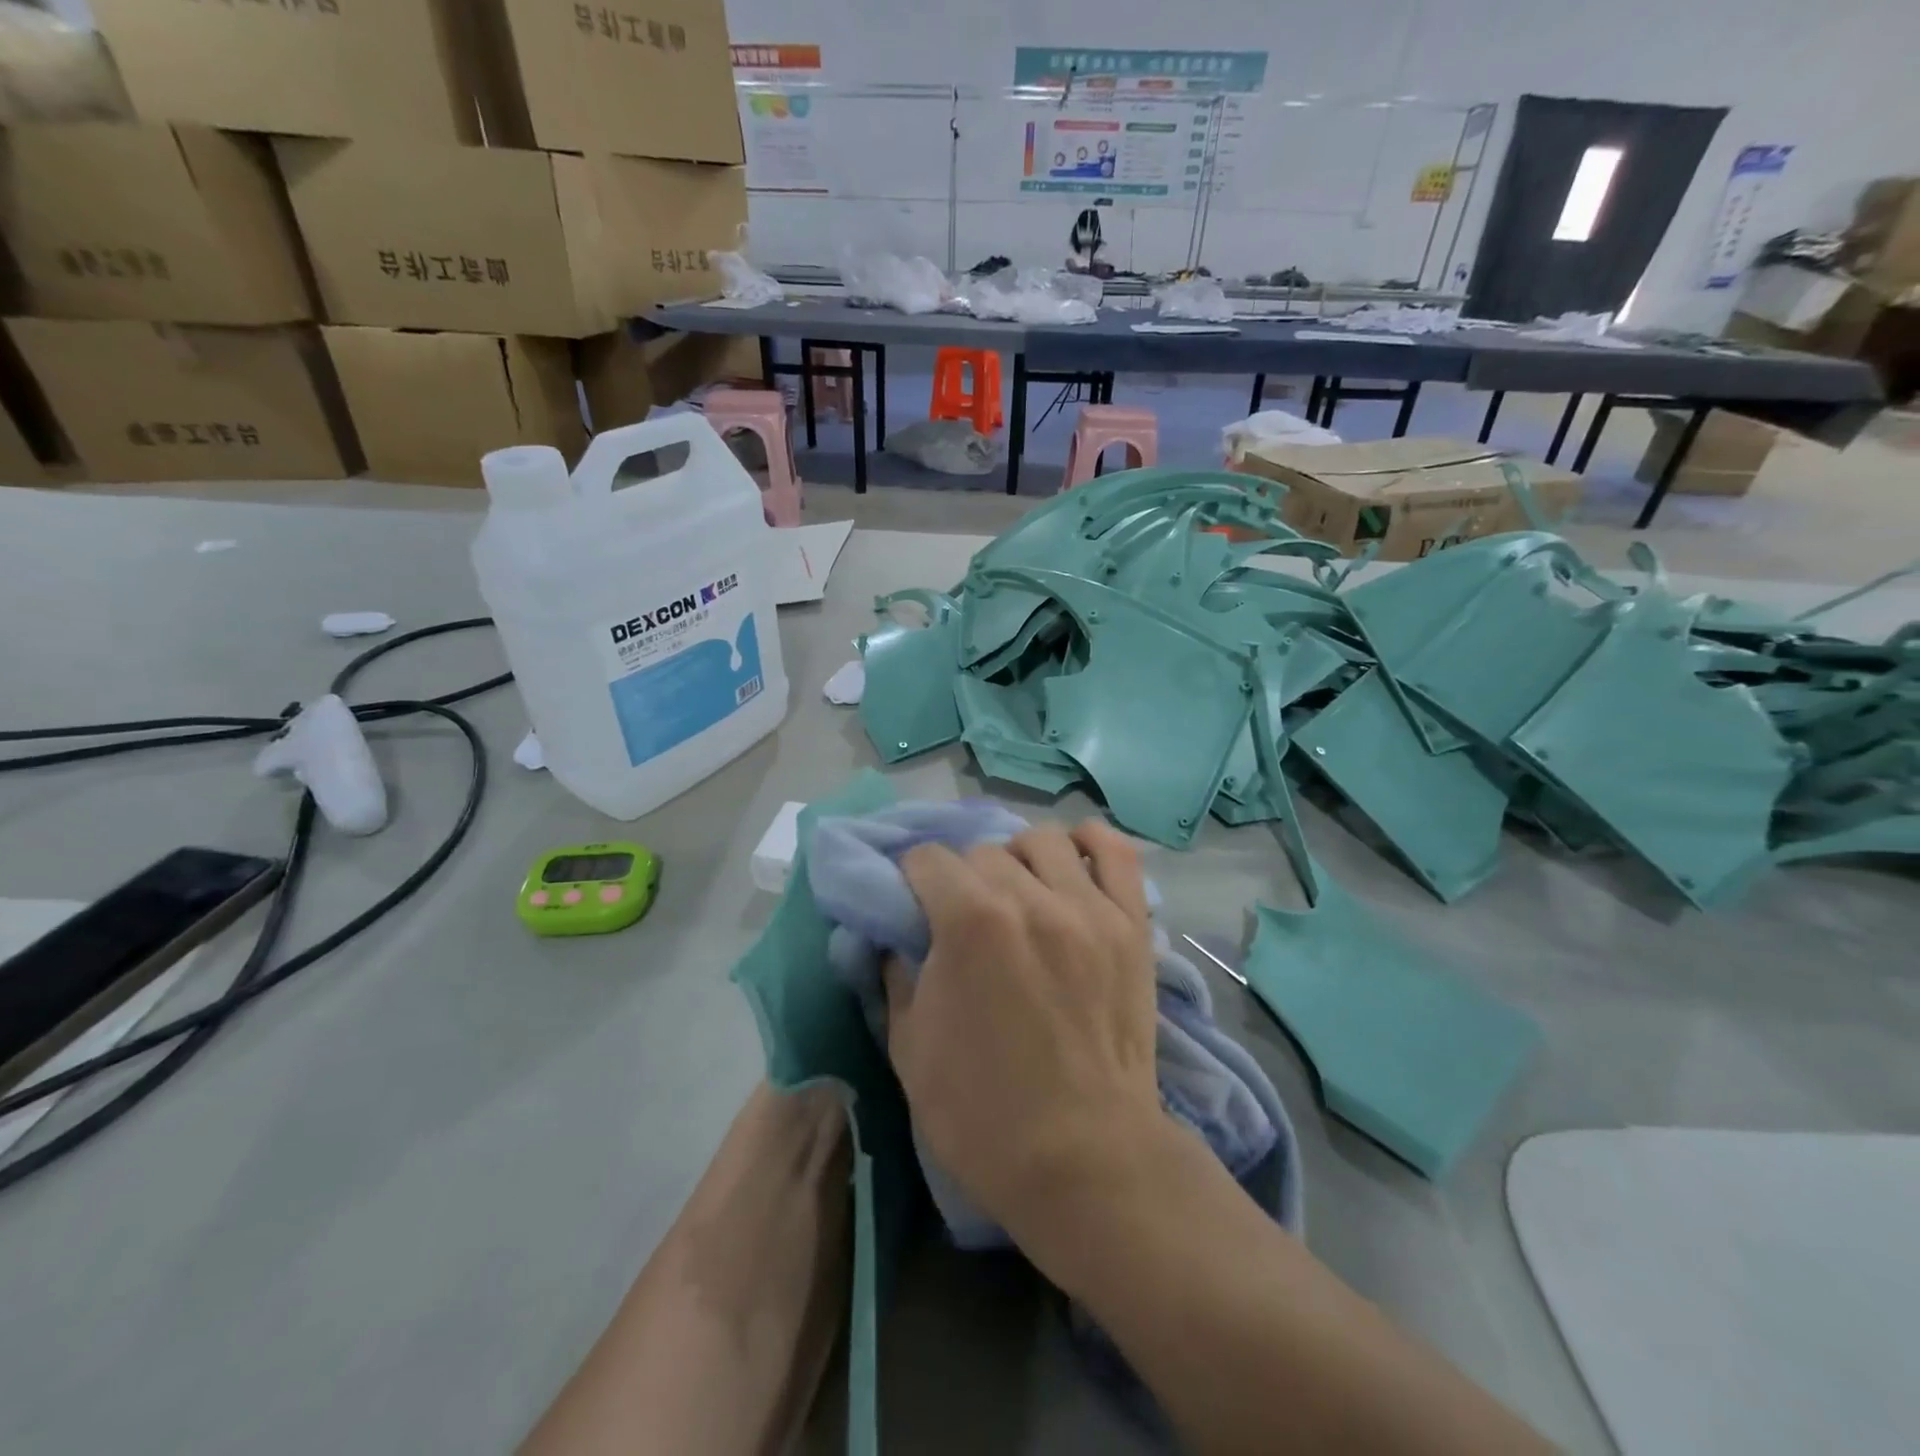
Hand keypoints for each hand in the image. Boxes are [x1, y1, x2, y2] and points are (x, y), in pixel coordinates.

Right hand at [886, 821, 1163, 1242]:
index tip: (913, 908)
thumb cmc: (983, 1114)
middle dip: (961, 879)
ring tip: (1019, 899)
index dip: (911, 881)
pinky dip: (1090, 846)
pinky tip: (1071, 868)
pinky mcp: (1131, 926)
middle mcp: (1031, 899)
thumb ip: (896, 973)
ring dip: (1018, 862)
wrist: (1084, 1160)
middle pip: (983, 850)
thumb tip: (896, 934)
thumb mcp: (909, 1047)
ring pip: (1043, 841)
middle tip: (965, 919)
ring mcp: (1089, 909)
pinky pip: (1116, 852)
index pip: (927, 859)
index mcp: (970, 923)